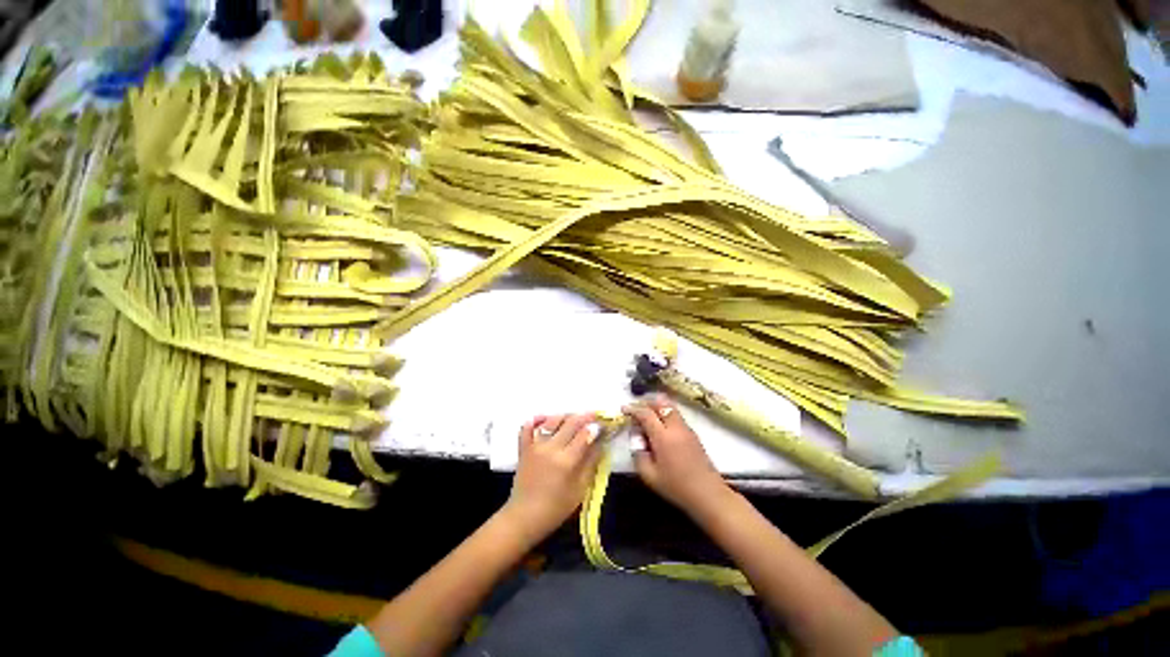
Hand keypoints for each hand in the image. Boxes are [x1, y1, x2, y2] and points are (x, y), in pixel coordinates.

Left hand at [503, 413, 602, 540]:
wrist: (524, 517)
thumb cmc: (556, 508)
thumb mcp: (580, 489)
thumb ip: (590, 464)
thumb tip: (599, 444)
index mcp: (567, 460)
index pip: (584, 434)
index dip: (595, 426)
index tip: (602, 423)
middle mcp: (551, 448)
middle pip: (570, 423)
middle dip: (584, 416)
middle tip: (593, 415)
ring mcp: (535, 446)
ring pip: (551, 421)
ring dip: (564, 416)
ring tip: (573, 417)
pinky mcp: (523, 448)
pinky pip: (527, 428)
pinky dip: (535, 420)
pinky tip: (543, 418)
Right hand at [626, 395, 729, 512]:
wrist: (708, 494)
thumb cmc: (676, 487)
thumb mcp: (649, 475)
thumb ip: (638, 454)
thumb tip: (635, 438)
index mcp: (663, 437)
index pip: (645, 414)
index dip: (633, 409)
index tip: (624, 409)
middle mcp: (675, 427)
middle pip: (660, 404)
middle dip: (646, 403)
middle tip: (636, 410)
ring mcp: (686, 429)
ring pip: (670, 407)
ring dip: (657, 407)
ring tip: (647, 417)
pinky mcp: (693, 433)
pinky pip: (676, 415)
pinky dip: (665, 414)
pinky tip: (661, 428)